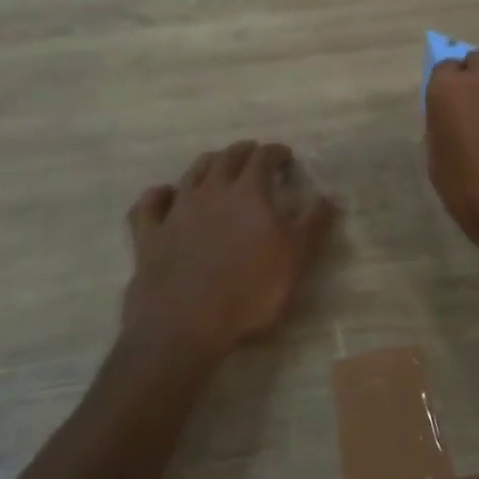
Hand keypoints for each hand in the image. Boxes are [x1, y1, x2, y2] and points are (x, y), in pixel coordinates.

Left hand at [123, 141, 337, 359]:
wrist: (184, 327)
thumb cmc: (249, 293)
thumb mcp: (296, 260)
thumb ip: (314, 224)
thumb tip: (329, 196)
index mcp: (249, 192)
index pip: (264, 158)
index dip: (276, 153)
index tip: (285, 156)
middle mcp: (211, 191)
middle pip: (227, 158)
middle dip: (244, 152)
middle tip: (254, 154)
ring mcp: (177, 210)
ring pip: (192, 172)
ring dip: (208, 164)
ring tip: (217, 165)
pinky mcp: (149, 234)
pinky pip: (150, 203)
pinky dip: (160, 194)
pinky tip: (165, 195)